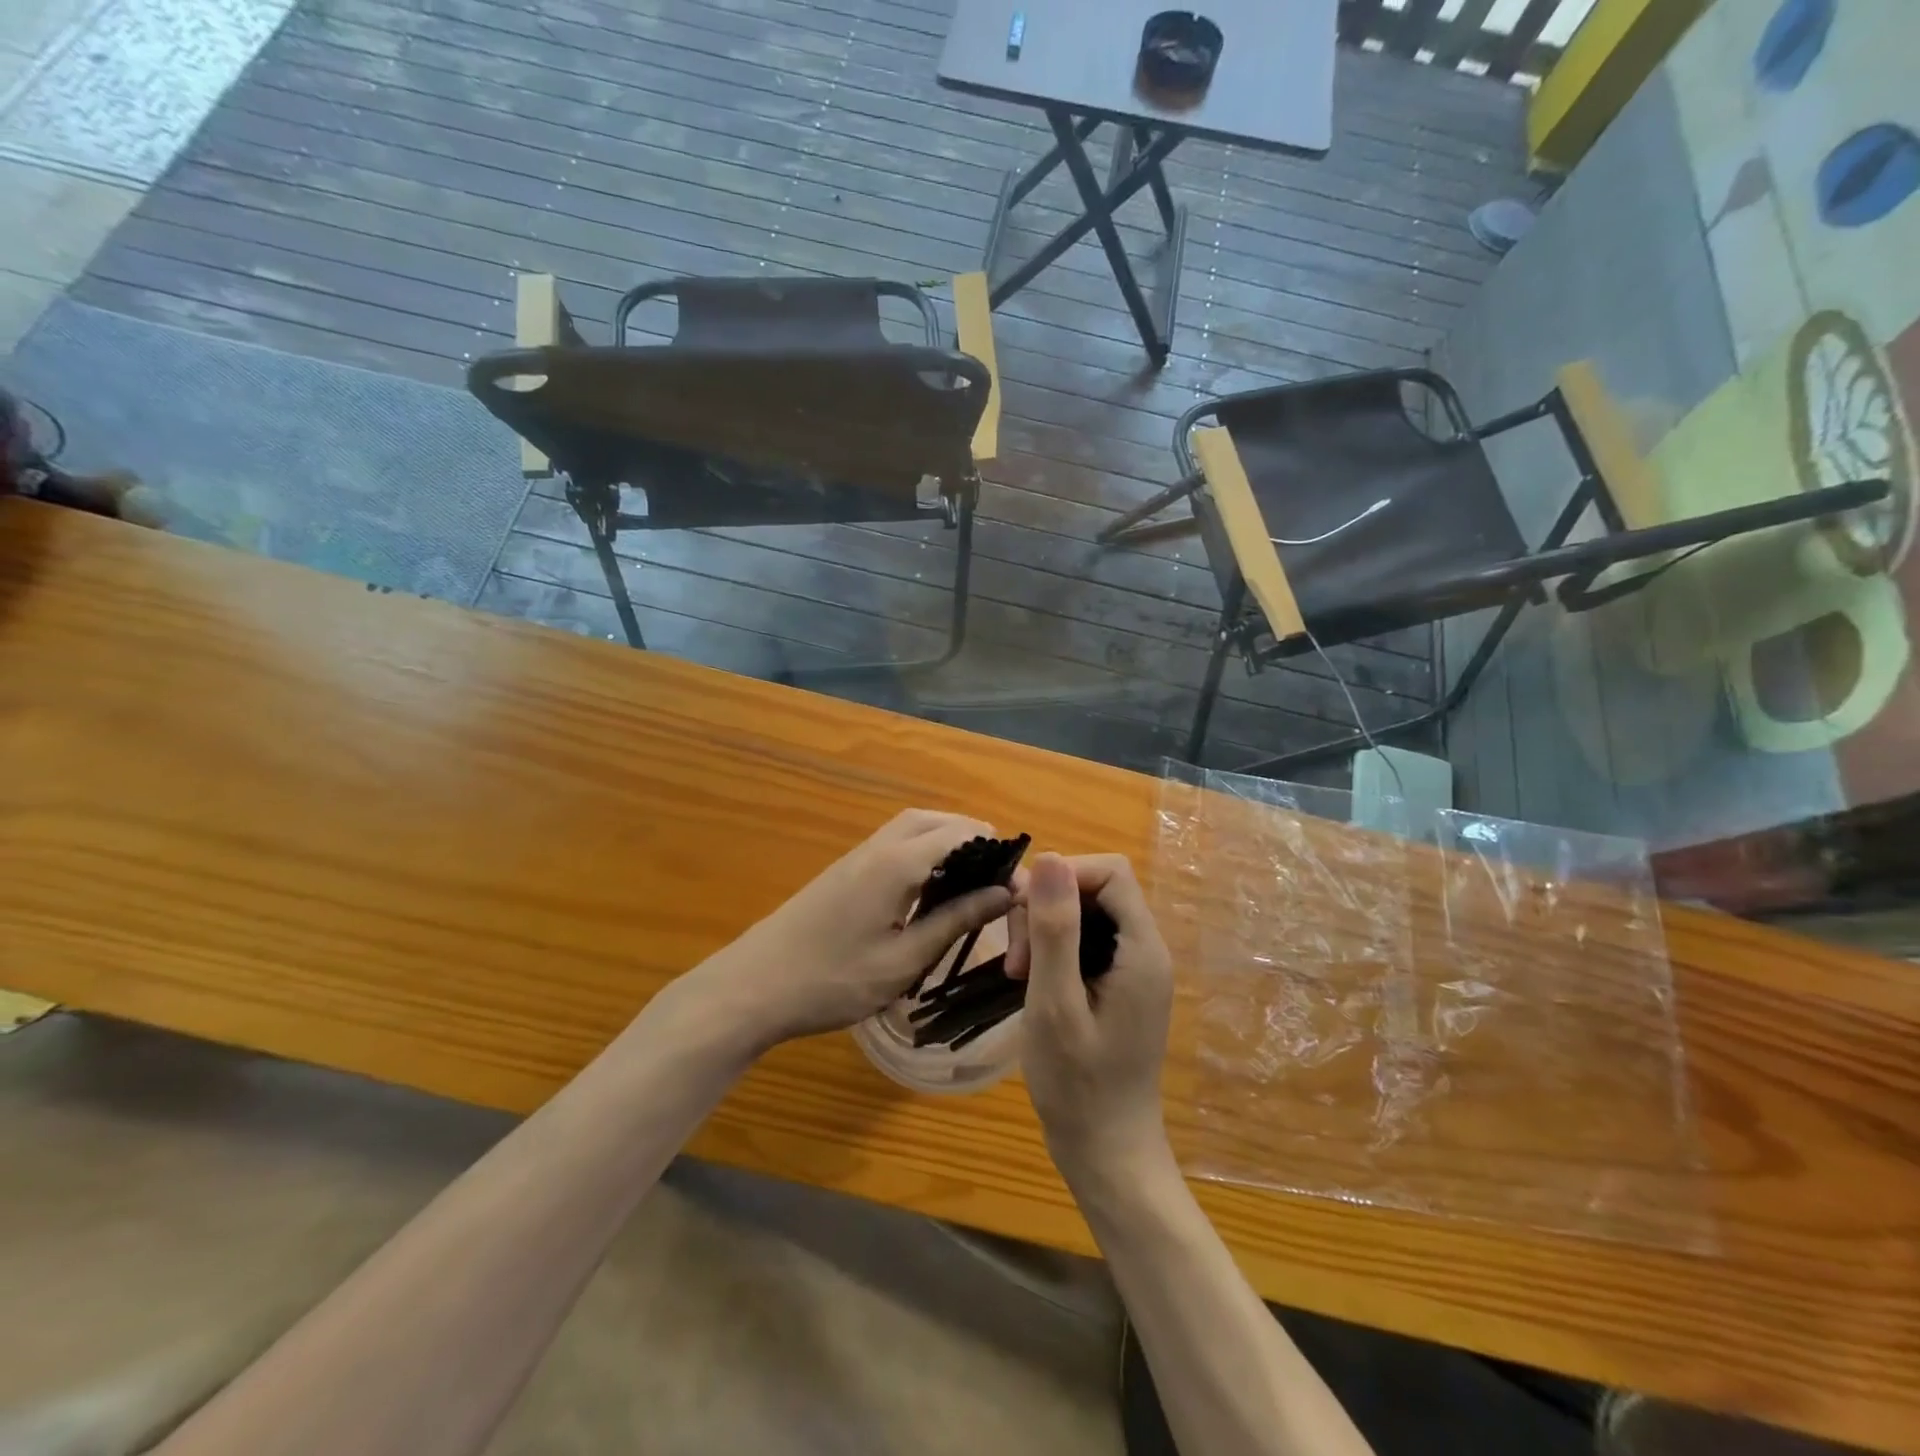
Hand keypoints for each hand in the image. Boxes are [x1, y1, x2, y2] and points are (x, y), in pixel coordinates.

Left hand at [674, 809, 1013, 1054]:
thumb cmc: (833, 980)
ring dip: (945, 840)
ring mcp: (856, 857)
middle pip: (933, 820)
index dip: (995, 852)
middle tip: (997, 873)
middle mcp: (878, 847)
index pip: (960, 834)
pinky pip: (893, 844)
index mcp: (897, 863)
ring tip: (971, 879)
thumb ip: (955, 920)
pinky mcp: (844, 872)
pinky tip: (929, 889)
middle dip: (971, 836)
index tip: (1017, 884)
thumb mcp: (903, 959)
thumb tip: (1004, 893)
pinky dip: (921, 852)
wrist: (753, 986)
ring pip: (910, 828)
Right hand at [1010, 853, 1174, 1185]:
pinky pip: (1085, 942)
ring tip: (1017, 975)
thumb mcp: (1055, 1003)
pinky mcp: (1118, 986)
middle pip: (1095, 890)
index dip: (1063, 878)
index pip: (1110, 873)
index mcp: (1142, 950)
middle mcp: (1145, 951)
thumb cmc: (1078, 1085)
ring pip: (1085, 914)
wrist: (1107, 1153)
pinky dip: (1052, 950)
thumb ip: (1055, 929)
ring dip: (1044, 931)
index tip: (1023, 914)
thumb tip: (1050, 858)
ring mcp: (1133, 970)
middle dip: (1047, 909)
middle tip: (1015, 960)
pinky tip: (1031, 981)